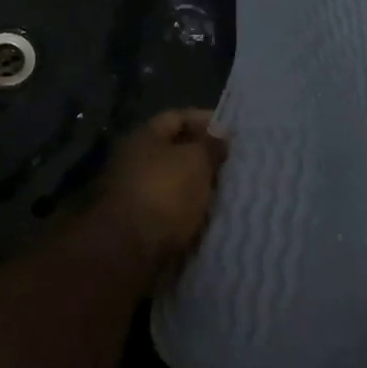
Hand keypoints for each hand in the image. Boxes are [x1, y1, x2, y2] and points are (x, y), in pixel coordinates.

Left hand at [94, 108, 228, 270]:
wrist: (129, 250)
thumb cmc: (164, 193)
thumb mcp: (194, 161)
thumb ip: (210, 145)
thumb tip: (221, 131)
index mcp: (144, 136)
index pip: (177, 118)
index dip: (205, 121)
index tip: (234, 134)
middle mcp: (136, 160)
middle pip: (176, 152)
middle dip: (205, 158)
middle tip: (237, 166)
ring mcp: (136, 194)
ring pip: (176, 185)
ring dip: (200, 189)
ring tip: (231, 194)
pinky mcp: (142, 226)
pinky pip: (173, 213)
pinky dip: (192, 215)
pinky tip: (214, 220)